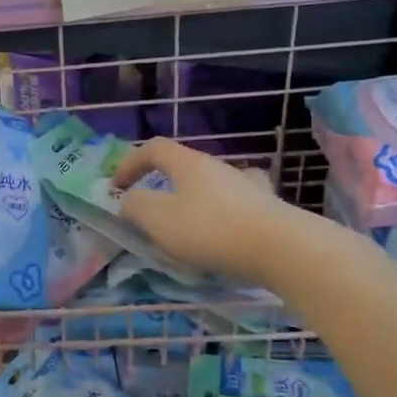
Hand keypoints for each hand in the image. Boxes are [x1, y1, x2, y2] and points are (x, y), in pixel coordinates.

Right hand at [111, 138, 297, 287]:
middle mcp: (219, 167)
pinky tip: (226, 231)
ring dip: (194, 200)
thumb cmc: (210, 229)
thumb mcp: (157, 219)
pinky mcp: (269, 209)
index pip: (153, 148)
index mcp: (189, 163)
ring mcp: (248, 186)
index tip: (116, 188)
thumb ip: (135, 207)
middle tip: (151, 212)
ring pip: (212, 185)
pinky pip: (238, 205)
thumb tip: (129, 202)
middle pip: (184, 166)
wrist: (281, 248)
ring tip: (189, 227)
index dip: (130, 163)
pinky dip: (224, 215)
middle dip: (162, 185)